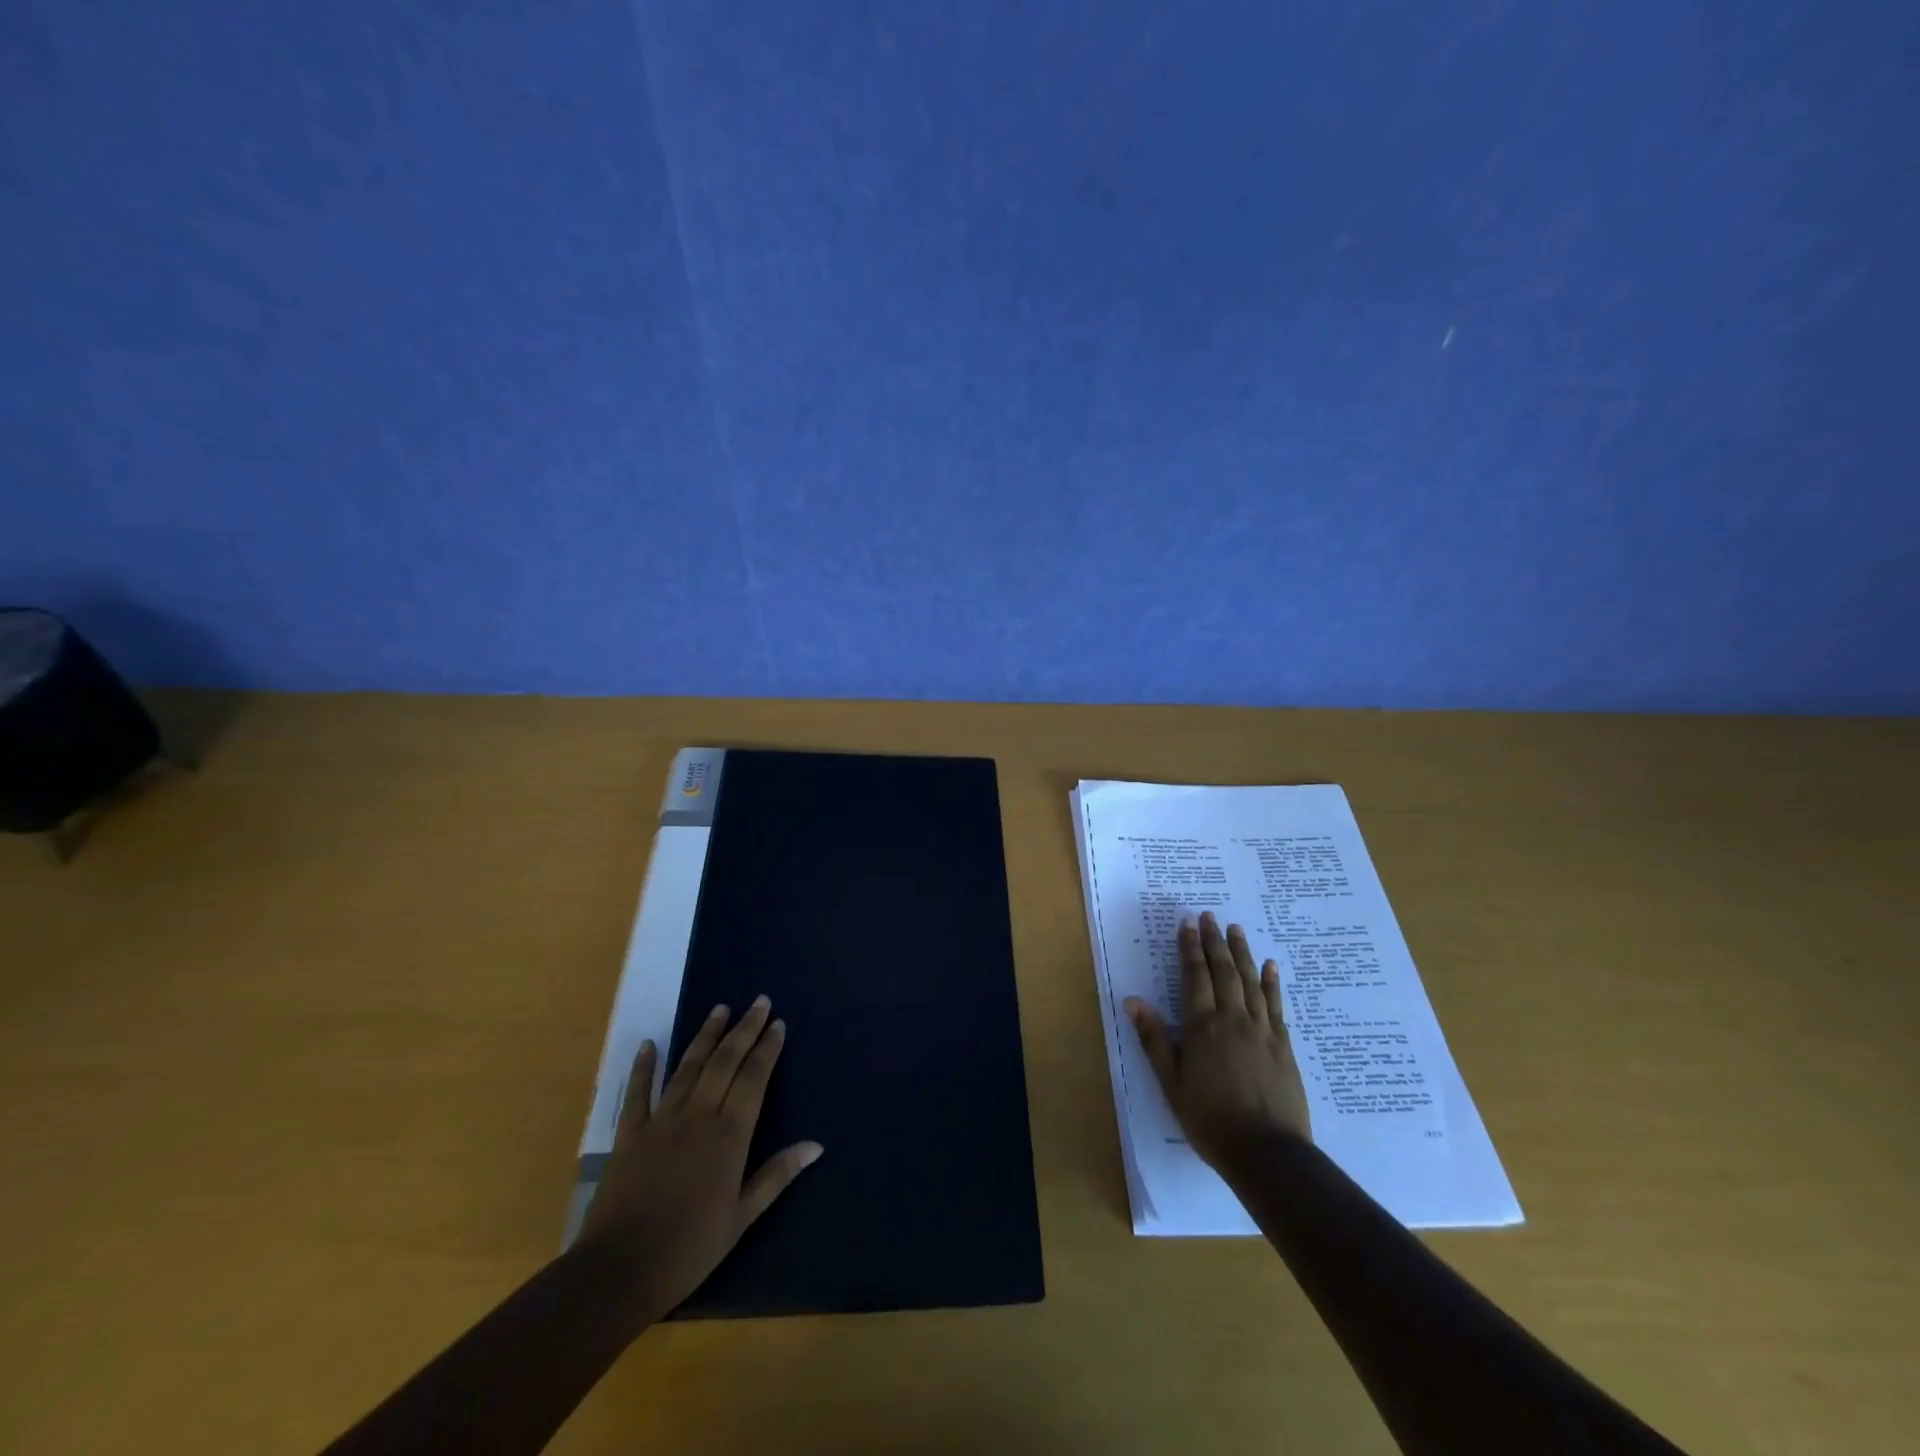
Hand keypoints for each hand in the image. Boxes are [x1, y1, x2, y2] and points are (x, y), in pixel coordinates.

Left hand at [576, 997, 821, 1319]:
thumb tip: (816, 1145)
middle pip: (725, 1062)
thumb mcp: (741, 1218)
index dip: (767, 1049)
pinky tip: (649, 1044)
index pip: (754, 1079)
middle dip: (744, 1029)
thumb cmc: (688, 1249)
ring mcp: (661, 1121)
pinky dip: (643, 1066)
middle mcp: (698, 1116)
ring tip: (721, 1008)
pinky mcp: (629, 1134)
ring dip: (706, 1035)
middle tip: (760, 1001)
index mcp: (729, 1135)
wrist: (618, 1272)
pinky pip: (638, 1093)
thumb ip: (777, 1176)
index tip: (778, 1023)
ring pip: (688, 1067)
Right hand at [1125, 913, 1310, 1173]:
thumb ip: (1153, 1039)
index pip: (1194, 976)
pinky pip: (1277, 1004)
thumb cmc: (1209, 1120)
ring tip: (1236, 929)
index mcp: (1202, 1026)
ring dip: (1242, 952)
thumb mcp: (1171, 1083)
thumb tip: (1132, 1000)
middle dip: (1215, 941)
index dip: (1190, 948)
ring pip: (1251, 981)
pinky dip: (1272, 982)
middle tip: (1210, 916)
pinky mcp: (1284, 1046)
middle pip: (1224, 971)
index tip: (1188, 923)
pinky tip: (1271, 966)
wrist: (1267, 1153)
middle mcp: (1232, 1019)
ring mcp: (1262, 1030)